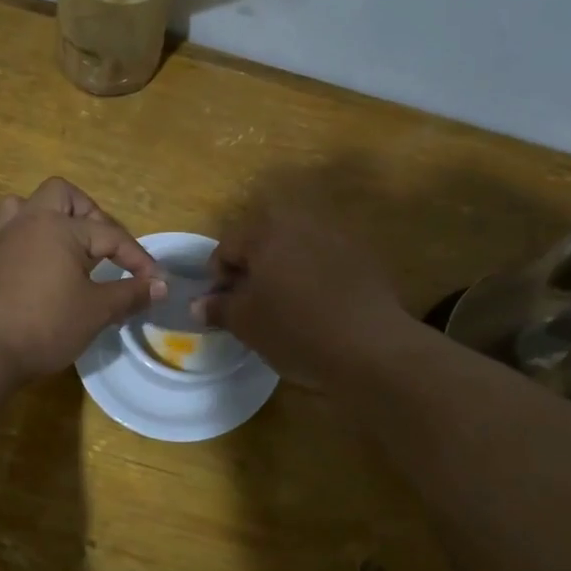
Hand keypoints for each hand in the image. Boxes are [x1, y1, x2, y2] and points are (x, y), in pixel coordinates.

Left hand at [0, 178, 164, 379]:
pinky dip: (14, 249)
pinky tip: (25, 268)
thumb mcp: (97, 311)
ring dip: (42, 218)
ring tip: (61, 244)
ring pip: (19, 207)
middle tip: (103, 245)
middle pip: (60, 194)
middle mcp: (29, 223)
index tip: (156, 282)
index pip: (111, 235)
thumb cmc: (46, 324)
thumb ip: (131, 294)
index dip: (138, 258)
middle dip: (88, 213)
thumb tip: (160, 286)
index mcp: (60, 228)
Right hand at [195, 202, 407, 384]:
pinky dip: (313, 279)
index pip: (226, 248)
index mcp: (266, 232)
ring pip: (295, 251)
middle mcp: (301, 223)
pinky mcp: (364, 257)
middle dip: (252, 271)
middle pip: (262, 243)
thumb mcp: (246, 324)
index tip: (223, 308)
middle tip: (251, 307)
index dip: (217, 279)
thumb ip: (218, 308)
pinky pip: (324, 263)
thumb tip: (198, 304)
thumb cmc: (296, 330)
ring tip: (284, 308)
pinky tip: (317, 309)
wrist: (372, 347)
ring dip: (283, 272)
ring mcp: (337, 237)